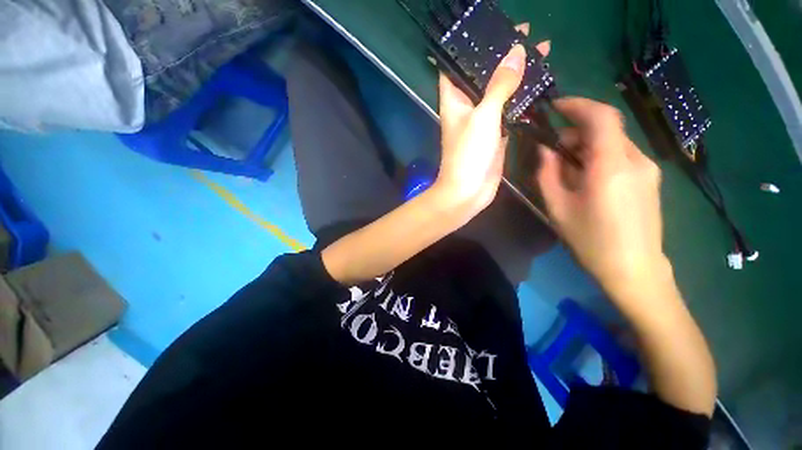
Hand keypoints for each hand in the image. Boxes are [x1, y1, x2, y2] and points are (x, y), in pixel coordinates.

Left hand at [436, 24, 550, 215]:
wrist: (468, 191)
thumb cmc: (468, 154)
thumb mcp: (483, 115)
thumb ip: (499, 84)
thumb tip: (516, 52)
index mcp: (454, 100)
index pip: (457, 64)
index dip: (472, 45)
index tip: (493, 28)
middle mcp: (466, 107)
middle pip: (483, 75)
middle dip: (503, 55)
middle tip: (529, 35)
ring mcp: (482, 121)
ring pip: (499, 91)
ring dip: (517, 75)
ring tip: (542, 53)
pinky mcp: (496, 133)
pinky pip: (509, 110)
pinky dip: (522, 97)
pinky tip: (539, 84)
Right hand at [536, 98, 668, 298]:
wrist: (634, 268)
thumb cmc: (591, 240)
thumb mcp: (558, 207)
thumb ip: (547, 174)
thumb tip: (545, 150)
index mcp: (610, 166)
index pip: (600, 117)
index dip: (577, 105)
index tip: (555, 107)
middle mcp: (635, 160)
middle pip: (605, 129)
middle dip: (575, 132)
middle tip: (552, 152)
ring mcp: (647, 169)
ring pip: (612, 143)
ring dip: (586, 147)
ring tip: (567, 171)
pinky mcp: (650, 179)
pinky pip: (621, 156)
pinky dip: (599, 157)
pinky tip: (587, 180)